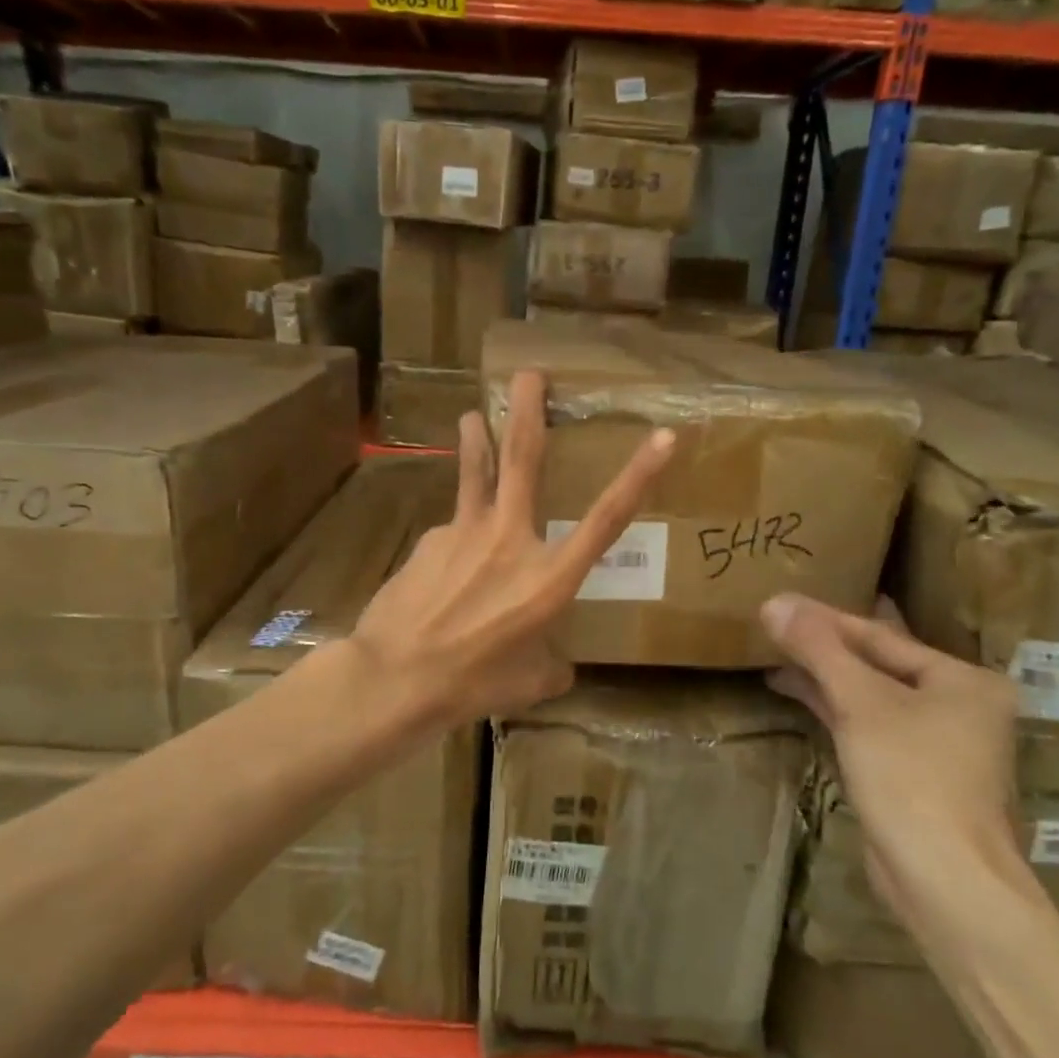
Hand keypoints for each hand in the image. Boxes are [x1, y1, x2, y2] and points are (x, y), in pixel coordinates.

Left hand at [350, 370, 674, 731]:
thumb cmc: (473, 684)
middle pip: (522, 460)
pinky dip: (455, 539)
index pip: (606, 520)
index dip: (638, 477)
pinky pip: (451, 531)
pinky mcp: (429, 540)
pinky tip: (441, 567)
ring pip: (476, 473)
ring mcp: (464, 533)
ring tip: (470, 415)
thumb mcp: (530, 683)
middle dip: (527, 411)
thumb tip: (557, 663)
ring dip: (476, 438)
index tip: (662, 437)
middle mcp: (511, 540)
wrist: (395, 677)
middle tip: (529, 373)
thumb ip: (552, 664)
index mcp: (549, 578)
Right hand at [761, 593, 1019, 889]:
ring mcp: (940, 745)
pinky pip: (870, 728)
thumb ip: (818, 648)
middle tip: (774, 628)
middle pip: (878, 665)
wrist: (946, 882)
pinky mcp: (915, 777)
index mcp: (964, 680)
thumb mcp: (860, 702)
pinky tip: (800, 698)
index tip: (780, 604)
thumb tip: (774, 601)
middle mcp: (960, 707)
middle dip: (825, 649)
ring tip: (775, 661)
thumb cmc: (911, 776)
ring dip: (825, 680)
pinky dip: (836, 712)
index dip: (826, 619)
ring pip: (872, 698)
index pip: (881, 636)